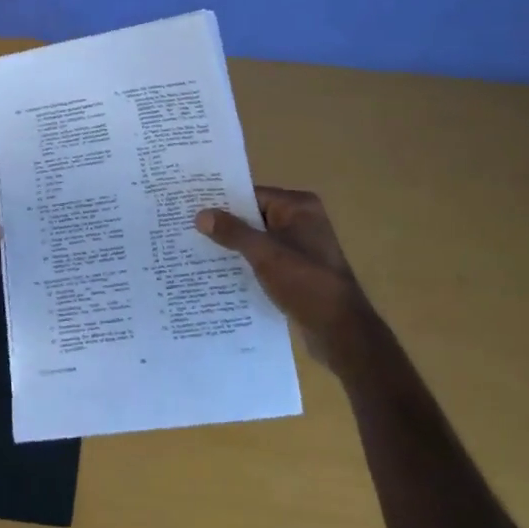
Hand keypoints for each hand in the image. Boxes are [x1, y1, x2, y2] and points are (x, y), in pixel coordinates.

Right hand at [195, 186, 376, 372]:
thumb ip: (233, 232)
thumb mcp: (265, 254)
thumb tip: (201, 214)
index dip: (223, 202)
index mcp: (299, 207)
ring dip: (234, 248)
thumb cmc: (306, 283)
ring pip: (258, 241)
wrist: (341, 332)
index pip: (253, 195)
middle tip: (187, 230)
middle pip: (254, 217)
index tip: (192, 207)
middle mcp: (302, 221)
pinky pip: (265, 260)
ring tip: (196, 252)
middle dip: (225, 226)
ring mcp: (301, 248)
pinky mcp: (297, 272)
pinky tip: (219, 275)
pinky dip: (246, 265)